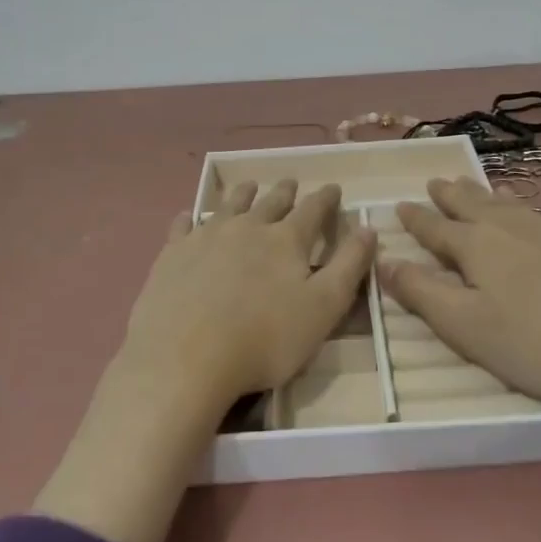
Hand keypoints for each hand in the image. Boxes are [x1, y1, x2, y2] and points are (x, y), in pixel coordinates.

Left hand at [36, 179, 374, 541]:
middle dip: (285, 191)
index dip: (326, 198)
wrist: (185, 358)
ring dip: (242, 194)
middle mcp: (247, 227)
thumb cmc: (265, 340)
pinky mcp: (172, 254)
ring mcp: (205, 237)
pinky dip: (190, 218)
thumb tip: (368, 228)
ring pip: (229, 205)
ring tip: (249, 187)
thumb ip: (348, 266)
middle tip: (291, 183)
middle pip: (270, 202)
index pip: (313, 210)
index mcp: (287, 240)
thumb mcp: (323, 308)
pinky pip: (183, 226)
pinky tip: (188, 216)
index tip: (333, 187)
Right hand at [381, 178, 540, 519]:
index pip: (435, 227)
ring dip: (481, 193)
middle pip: (472, 204)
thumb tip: (382, 260)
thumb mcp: (466, 328)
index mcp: (477, 246)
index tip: (398, 205)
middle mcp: (510, 228)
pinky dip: (517, 203)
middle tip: (434, 182)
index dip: (415, 218)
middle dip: (448, 195)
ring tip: (470, 184)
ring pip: (505, 203)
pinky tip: (525, 210)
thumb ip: (421, 293)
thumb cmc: (536, 346)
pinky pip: (534, 211)